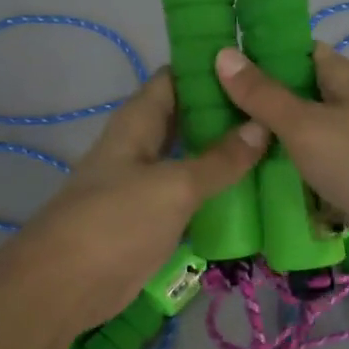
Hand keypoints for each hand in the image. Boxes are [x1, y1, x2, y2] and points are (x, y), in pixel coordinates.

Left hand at [15, 70, 269, 328]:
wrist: (66, 285)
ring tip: (280, 143)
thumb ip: (219, 160)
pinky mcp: (154, 218)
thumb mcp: (174, 186)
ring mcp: (147, 183)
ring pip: (192, 157)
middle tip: (282, 107)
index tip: (259, 63)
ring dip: (227, 153)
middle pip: (187, 117)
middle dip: (227, 112)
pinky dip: (218, 190)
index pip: (175, 78)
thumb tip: (262, 126)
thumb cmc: (116, 221)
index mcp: (138, 122)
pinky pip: (191, 194)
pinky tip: (255, 190)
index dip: (211, 68)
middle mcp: (142, 145)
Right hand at [214, 43, 348, 266]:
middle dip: (255, 101)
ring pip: (299, 133)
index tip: (217, 63)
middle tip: (205, 108)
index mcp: (345, 76)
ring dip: (266, 139)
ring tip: (216, 141)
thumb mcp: (304, 124)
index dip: (260, 53)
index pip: (297, 51)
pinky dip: (284, 169)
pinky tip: (248, 175)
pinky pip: (308, 165)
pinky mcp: (348, 177)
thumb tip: (223, 53)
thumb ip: (262, 94)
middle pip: (294, 94)